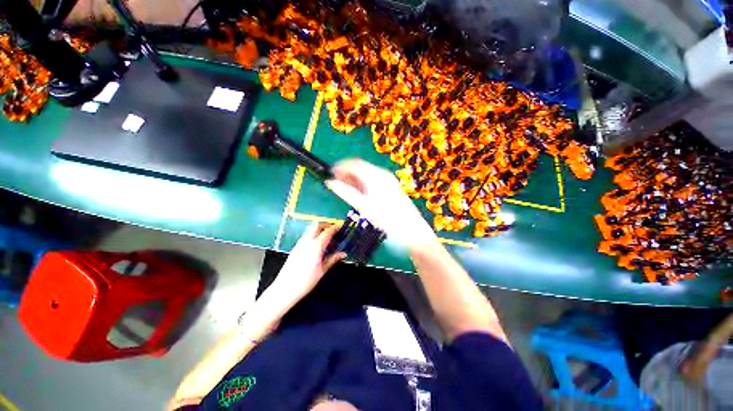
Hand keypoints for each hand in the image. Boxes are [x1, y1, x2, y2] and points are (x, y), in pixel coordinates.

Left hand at [270, 223, 345, 301]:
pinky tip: (316, 245)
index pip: (327, 232)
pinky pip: (305, 237)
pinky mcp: (295, 249)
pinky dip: (313, 236)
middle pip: (316, 226)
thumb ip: (333, 259)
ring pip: (310, 230)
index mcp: (316, 246)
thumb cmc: (305, 281)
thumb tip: (342, 254)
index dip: (335, 228)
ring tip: (326, 238)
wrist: (285, 289)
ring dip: (318, 230)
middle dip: (325, 225)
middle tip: (332, 230)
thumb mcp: (322, 270)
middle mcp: (307, 242)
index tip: (340, 227)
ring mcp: (299, 244)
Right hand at [329, 159, 436, 247]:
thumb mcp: (366, 208)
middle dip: (347, 174)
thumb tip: (331, 183)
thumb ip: (347, 193)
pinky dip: (364, 184)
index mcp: (376, 177)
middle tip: (337, 184)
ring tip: (346, 189)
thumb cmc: (389, 222)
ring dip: (355, 180)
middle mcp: (383, 175)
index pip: (354, 164)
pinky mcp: (392, 188)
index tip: (331, 175)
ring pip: (367, 174)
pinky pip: (373, 181)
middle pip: (361, 168)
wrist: (413, 233)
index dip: (340, 167)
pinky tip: (359, 193)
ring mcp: (389, 181)